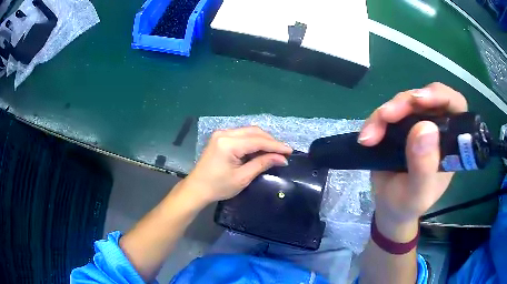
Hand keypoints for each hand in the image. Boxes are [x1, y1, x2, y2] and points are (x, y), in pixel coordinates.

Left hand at [182, 126, 291, 205]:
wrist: (197, 188)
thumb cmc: (218, 186)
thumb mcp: (242, 177)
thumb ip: (262, 164)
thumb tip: (282, 158)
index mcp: (228, 143)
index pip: (258, 141)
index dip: (275, 145)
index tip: (290, 151)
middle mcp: (224, 133)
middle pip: (254, 131)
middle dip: (270, 141)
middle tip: (283, 152)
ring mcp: (221, 134)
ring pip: (248, 131)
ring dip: (263, 140)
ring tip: (275, 151)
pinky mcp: (220, 137)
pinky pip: (241, 135)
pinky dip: (253, 140)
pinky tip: (260, 149)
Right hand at [358, 83, 467, 239]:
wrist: (389, 208)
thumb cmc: (408, 205)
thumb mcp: (417, 195)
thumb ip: (424, 167)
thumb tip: (425, 128)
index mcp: (450, 141)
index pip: (455, 105)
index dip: (441, 95)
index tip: (420, 100)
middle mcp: (437, 127)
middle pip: (425, 97)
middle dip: (405, 102)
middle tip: (386, 116)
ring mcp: (417, 123)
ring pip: (404, 102)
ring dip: (386, 113)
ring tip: (369, 137)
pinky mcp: (399, 125)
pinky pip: (387, 112)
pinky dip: (375, 121)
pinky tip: (366, 137)